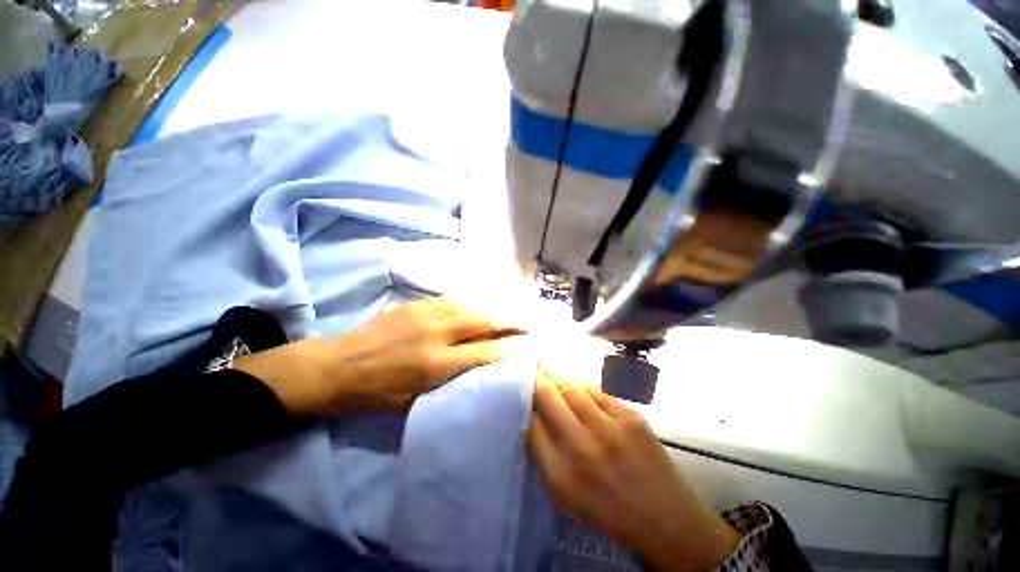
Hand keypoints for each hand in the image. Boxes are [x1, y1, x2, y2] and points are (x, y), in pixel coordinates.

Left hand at [235, 298, 522, 415]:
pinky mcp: (415, 305)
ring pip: (468, 306)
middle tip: (524, 321)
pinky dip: (468, 303)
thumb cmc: (375, 393)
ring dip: (490, 309)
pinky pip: (450, 300)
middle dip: (507, 321)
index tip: (526, 345)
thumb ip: (448, 383)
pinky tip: (476, 305)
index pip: (484, 352)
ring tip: (506, 311)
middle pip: (481, 322)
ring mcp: (425, 315)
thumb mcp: (414, 400)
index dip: (508, 348)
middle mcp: (436, 335)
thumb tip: (475, 371)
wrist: (338, 365)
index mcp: (436, 364)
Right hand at [528, 370, 739, 571]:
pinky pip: (597, 392)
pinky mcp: (630, 417)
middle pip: (548, 397)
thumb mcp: (565, 493)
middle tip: (532, 368)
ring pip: (572, 387)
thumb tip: (532, 415)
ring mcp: (609, 428)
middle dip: (537, 380)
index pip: (530, 423)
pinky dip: (584, 389)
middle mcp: (581, 446)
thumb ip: (544, 454)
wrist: (666, 518)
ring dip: (559, 378)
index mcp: (560, 474)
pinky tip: (580, 389)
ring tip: (552, 371)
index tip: (521, 390)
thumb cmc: (608, 509)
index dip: (524, 402)